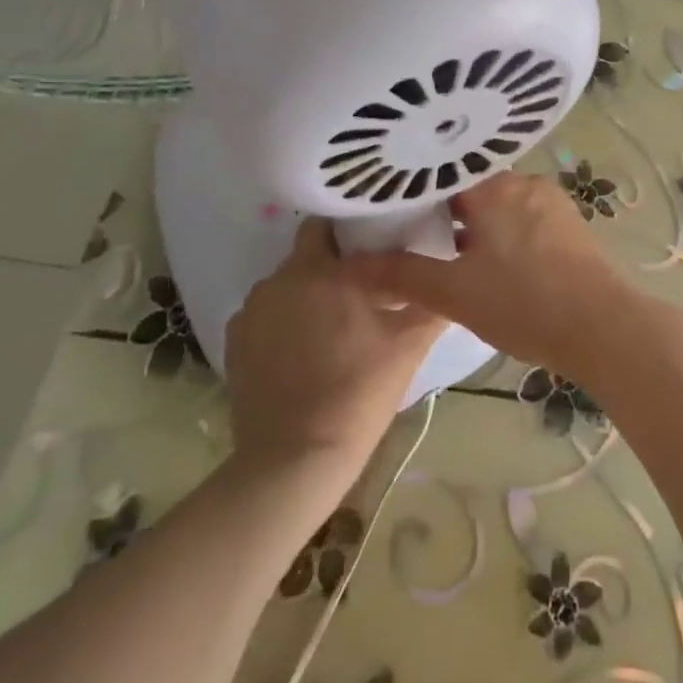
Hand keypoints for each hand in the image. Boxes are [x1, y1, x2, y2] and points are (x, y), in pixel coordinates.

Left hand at [225, 218, 445, 480]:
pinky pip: (265, 312)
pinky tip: (302, 349)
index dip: (357, 229)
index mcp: (325, 270)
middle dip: (333, 258)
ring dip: (308, 290)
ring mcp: (252, 309)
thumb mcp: (408, 345)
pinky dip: (283, 319)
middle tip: (362, 283)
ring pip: (287, 281)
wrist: (294, 459)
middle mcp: (282, 278)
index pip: (335, 223)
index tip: (378, 244)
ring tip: (333, 320)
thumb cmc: (358, 393)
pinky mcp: (234, 340)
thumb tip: (448, 275)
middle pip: (309, 248)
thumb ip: (432, 302)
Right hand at [348, 172, 638, 389]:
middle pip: (472, 189)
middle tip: (416, 240)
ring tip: (451, 256)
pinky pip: (525, 219)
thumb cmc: (522, 303)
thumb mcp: (453, 293)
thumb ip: (400, 275)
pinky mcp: (570, 226)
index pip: (441, 175)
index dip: (413, 195)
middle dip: (446, 214)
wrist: (602, 328)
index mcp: (494, 186)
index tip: (390, 215)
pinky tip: (495, 266)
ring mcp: (552, 202)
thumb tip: (349, 266)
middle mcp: (524, 182)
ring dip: (478, 227)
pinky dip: (504, 235)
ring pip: (500, 205)